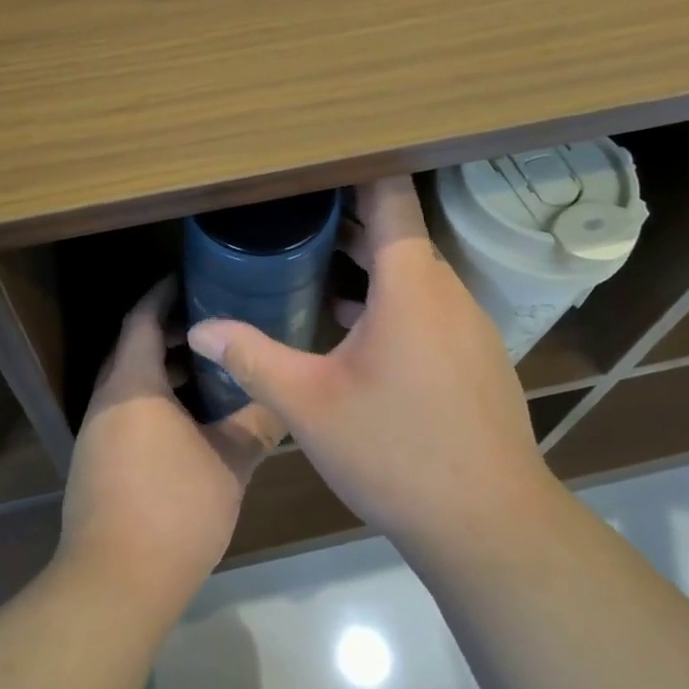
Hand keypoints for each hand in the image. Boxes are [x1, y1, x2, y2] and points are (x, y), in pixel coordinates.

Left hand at [57, 278, 284, 615]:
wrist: (114, 582)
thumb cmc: (174, 509)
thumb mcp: (228, 464)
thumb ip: (255, 426)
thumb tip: (282, 403)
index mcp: (133, 385)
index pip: (143, 320)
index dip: (163, 295)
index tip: (190, 280)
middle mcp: (107, 400)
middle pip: (133, 348)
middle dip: (168, 332)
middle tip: (211, 325)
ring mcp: (96, 433)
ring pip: (129, 383)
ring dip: (162, 370)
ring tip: (206, 370)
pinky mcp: (95, 462)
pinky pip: (125, 411)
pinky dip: (153, 400)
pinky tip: (187, 421)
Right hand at [186, 177, 555, 558]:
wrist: (489, 526)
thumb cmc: (395, 451)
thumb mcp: (308, 402)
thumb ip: (250, 356)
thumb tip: (199, 327)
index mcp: (410, 283)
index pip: (390, 195)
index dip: (355, 170)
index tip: (314, 163)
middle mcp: (446, 291)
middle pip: (397, 232)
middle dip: (347, 220)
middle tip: (293, 215)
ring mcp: (468, 325)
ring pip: (412, 272)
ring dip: (367, 263)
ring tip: (312, 263)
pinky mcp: (475, 356)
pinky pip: (428, 305)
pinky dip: (390, 297)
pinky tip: (351, 326)